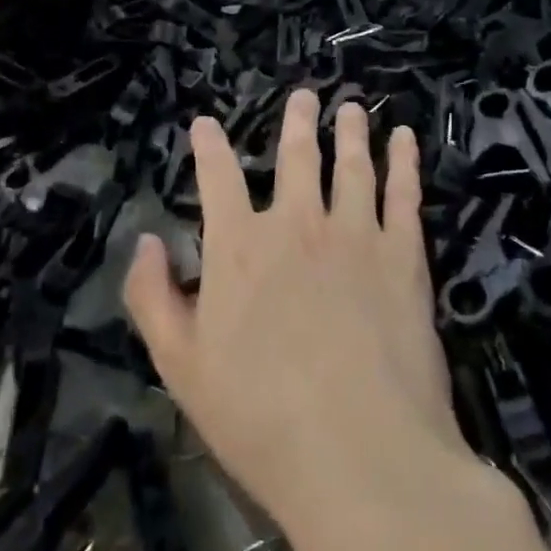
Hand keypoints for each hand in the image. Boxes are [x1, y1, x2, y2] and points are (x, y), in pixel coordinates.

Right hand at [123, 91, 461, 534]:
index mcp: (239, 246)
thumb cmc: (259, 418)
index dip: (209, 146)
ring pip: (352, 165)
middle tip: (303, 96)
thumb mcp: (180, 366)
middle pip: (296, 157)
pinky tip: (405, 141)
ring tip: (352, 108)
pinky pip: (404, 193)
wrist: (359, 453)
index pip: (218, 178)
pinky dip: (404, 162)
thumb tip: (145, 241)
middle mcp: (297, 223)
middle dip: (297, 122)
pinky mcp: (404, 255)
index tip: (205, 124)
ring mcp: (355, 234)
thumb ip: (153, 297)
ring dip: (351, 132)